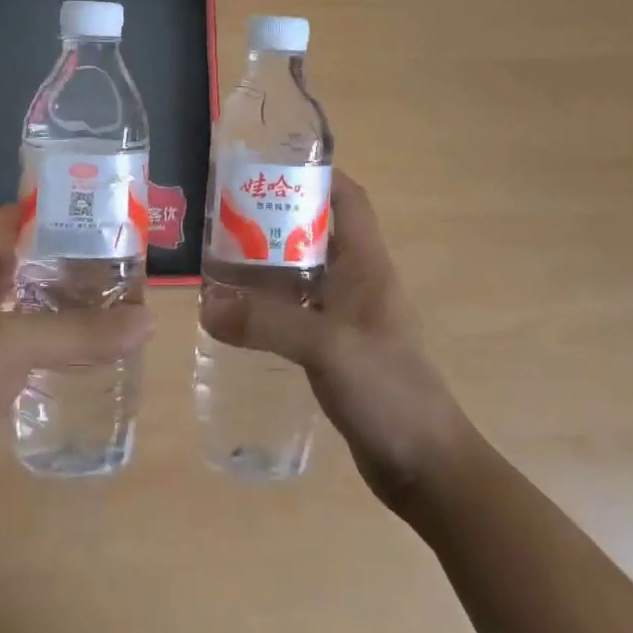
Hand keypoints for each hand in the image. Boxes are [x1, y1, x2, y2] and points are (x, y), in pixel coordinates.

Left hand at [0, 203, 153, 492]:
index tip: (98, 219)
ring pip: (8, 294)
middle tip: (108, 263)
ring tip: (96, 299)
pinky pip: (0, 327)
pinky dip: (31, 326)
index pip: (11, 217)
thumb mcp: (20, 347)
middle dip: (59, 257)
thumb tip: (147, 321)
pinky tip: (62, 342)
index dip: (52, 213)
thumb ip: (82, 332)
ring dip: (46, 295)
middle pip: (13, 256)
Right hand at [200, 171, 470, 506]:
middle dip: (275, 221)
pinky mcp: (336, 350)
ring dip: (267, 267)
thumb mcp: (326, 346)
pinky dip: (270, 307)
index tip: (272, 167)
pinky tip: (237, 316)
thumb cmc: (388, 389)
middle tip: (226, 218)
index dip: (318, 175)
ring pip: (303, 275)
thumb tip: (207, 305)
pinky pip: (298, 313)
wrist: (426, 466)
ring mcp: (348, 317)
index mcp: (367, 263)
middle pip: (316, 233)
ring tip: (218, 263)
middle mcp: (358, 282)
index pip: (349, 199)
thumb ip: (267, 322)